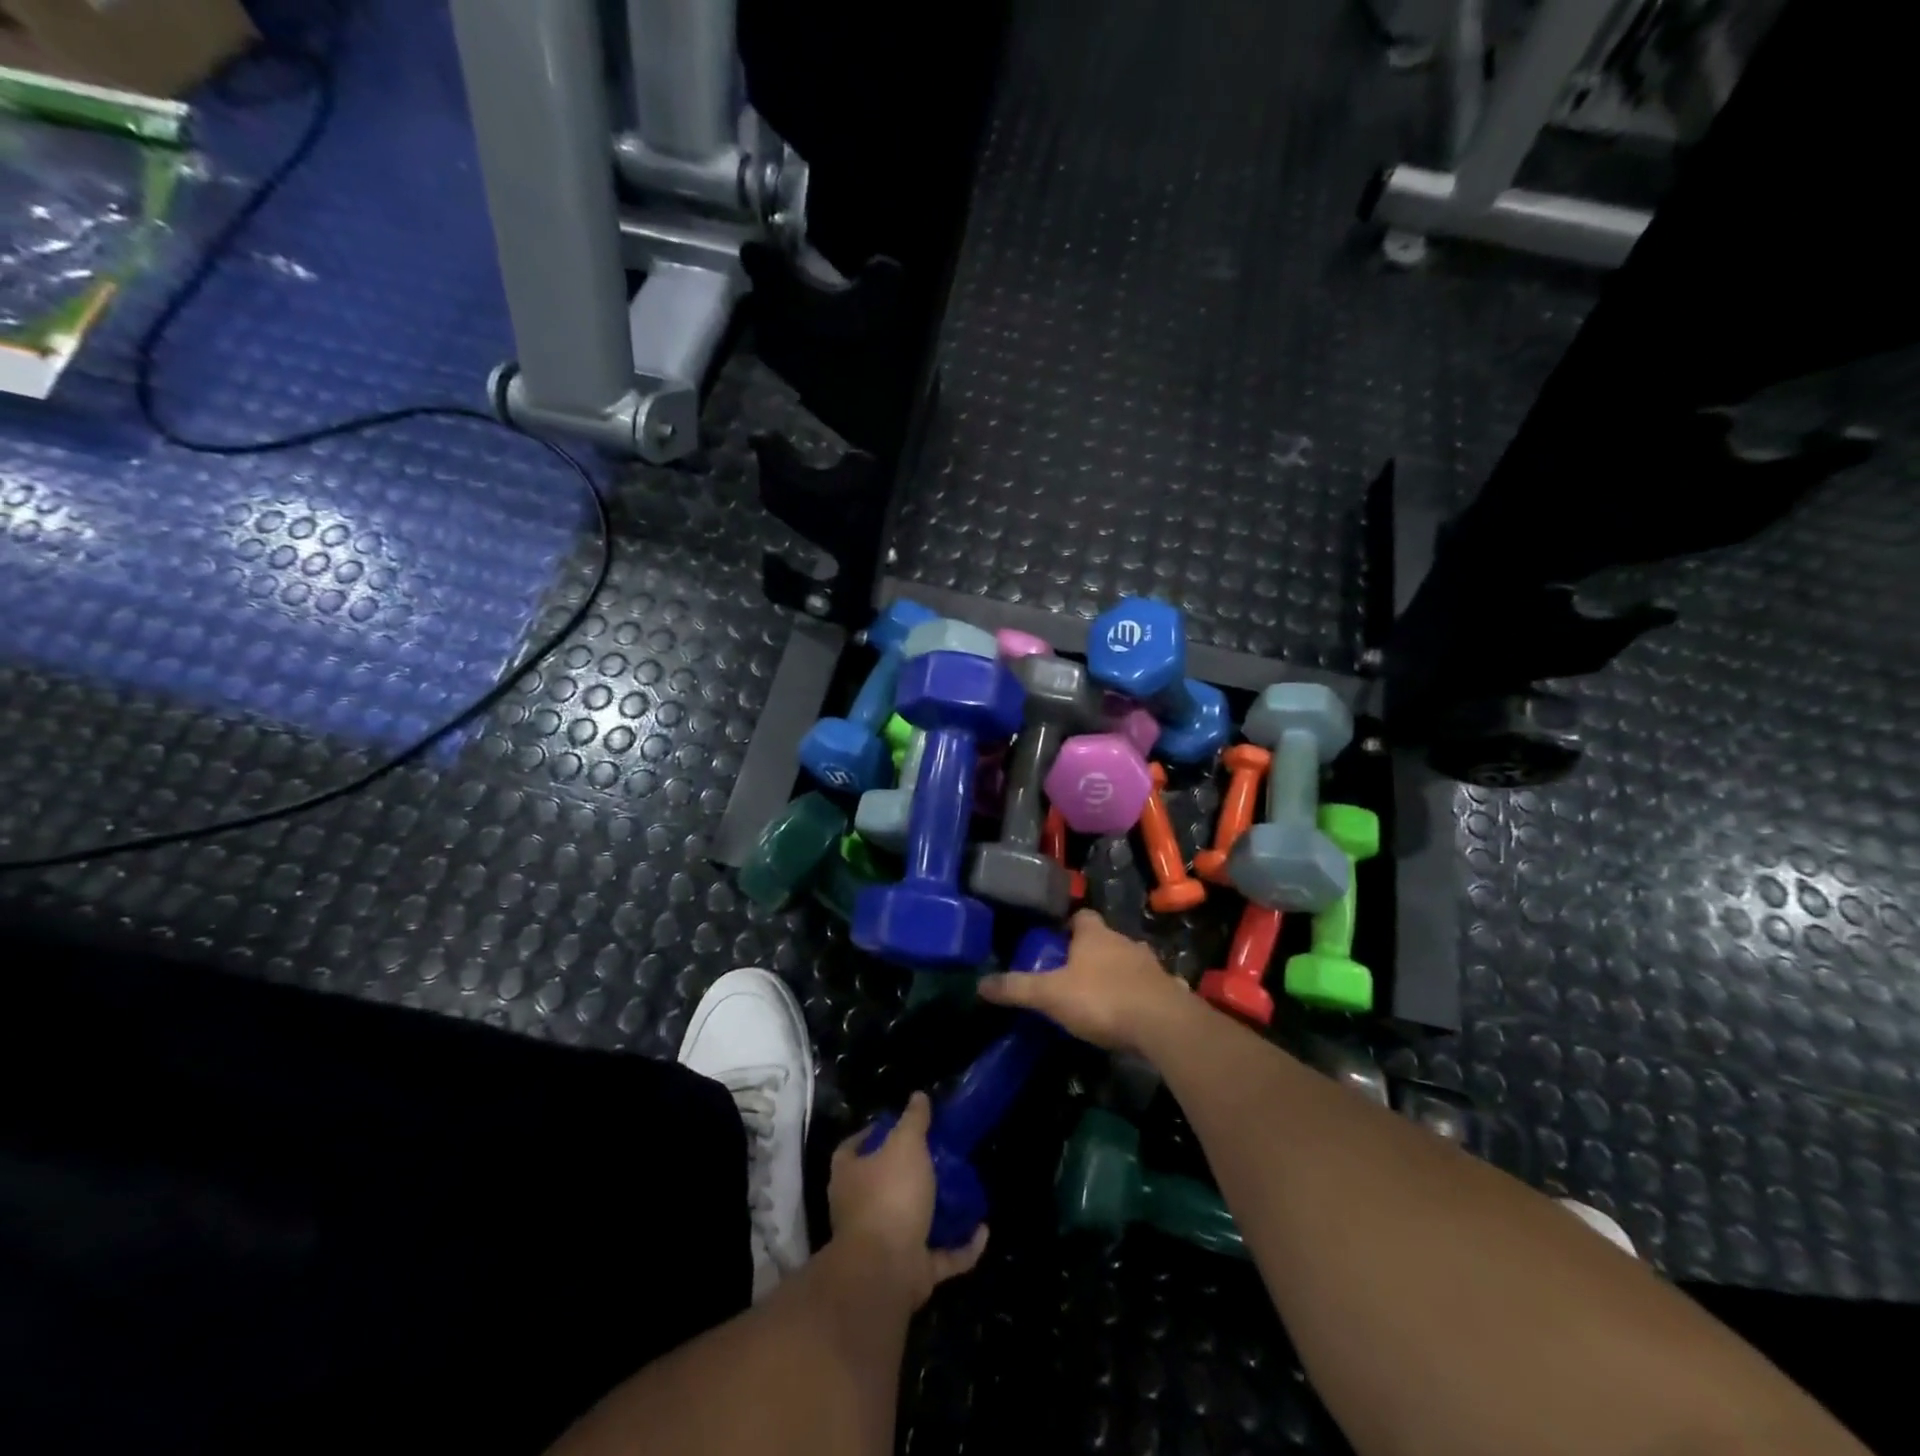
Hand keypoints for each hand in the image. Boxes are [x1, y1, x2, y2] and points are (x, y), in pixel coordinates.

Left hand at [828, 1092, 987, 1308]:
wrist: (885, 1270)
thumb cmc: (889, 1195)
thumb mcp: (905, 1144)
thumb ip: (913, 1120)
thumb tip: (918, 1096)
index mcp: (850, 1176)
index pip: (851, 1149)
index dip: (870, 1135)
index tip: (896, 1125)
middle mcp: (861, 1210)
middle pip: (883, 1185)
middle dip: (910, 1175)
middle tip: (939, 1155)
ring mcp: (885, 1244)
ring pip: (913, 1222)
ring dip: (938, 1212)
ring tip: (964, 1190)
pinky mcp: (911, 1272)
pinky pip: (941, 1256)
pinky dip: (962, 1247)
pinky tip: (983, 1231)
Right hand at [976, 909, 1187, 1051]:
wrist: (1163, 1025)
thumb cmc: (1102, 999)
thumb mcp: (1050, 995)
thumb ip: (1017, 988)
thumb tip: (980, 983)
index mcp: (1095, 935)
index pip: (1081, 916)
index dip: (1068, 926)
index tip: (1056, 942)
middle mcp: (1125, 942)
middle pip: (1105, 939)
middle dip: (1091, 952)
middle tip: (1073, 973)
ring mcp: (1151, 965)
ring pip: (1129, 961)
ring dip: (1117, 973)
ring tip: (1100, 995)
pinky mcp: (1169, 991)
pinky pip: (1151, 988)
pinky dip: (1141, 995)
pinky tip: (1134, 1014)